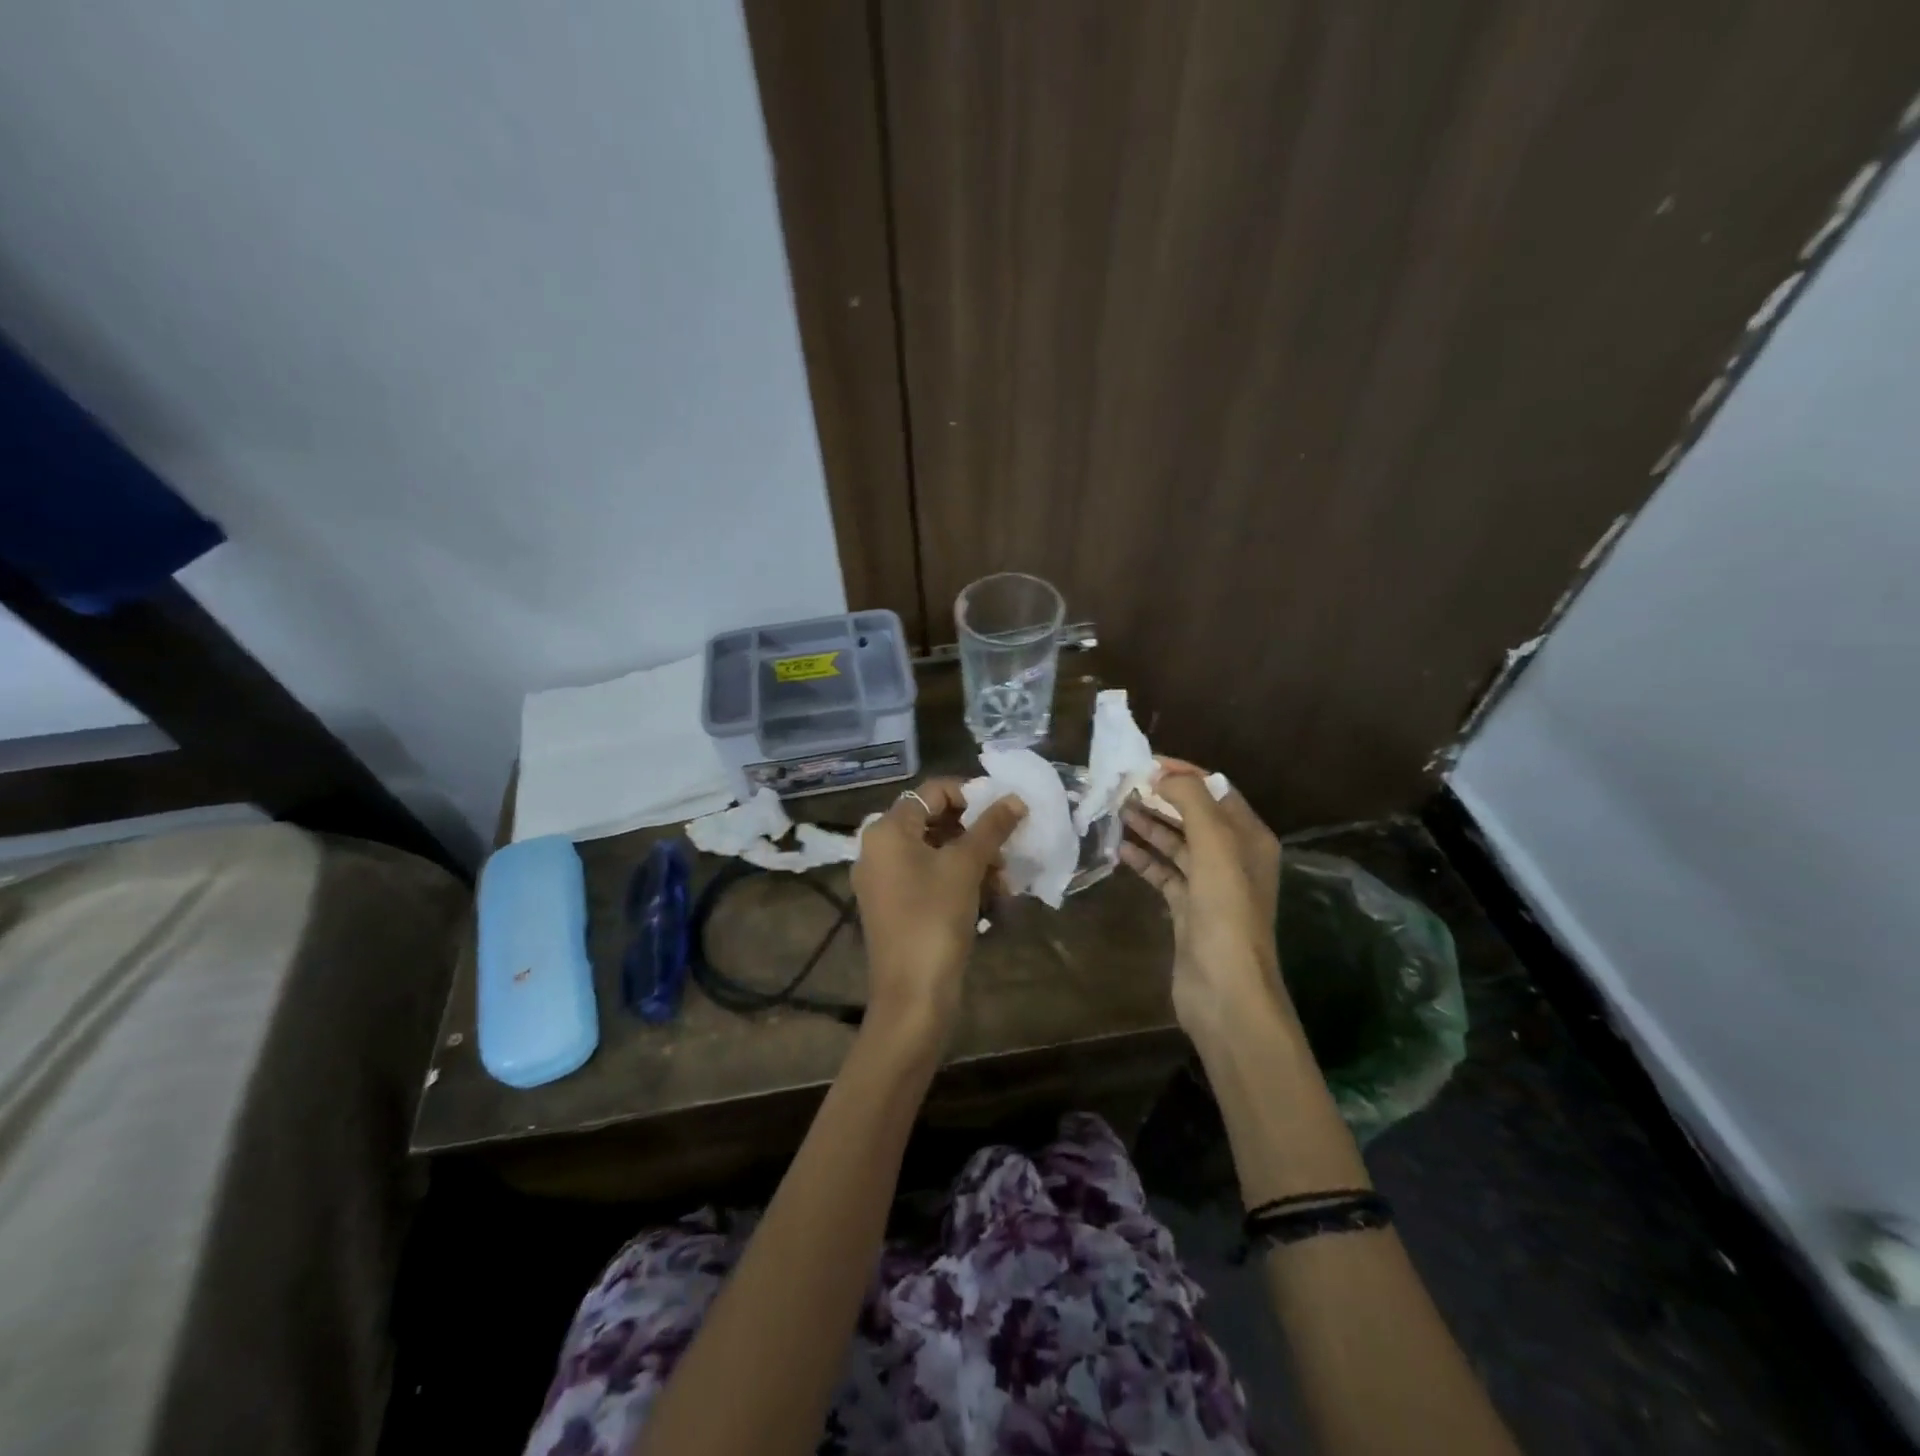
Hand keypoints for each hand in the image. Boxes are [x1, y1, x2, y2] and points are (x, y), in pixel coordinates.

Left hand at [852, 778, 1026, 1053]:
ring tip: (1004, 879)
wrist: (911, 994)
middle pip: (934, 820)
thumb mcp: (966, 867)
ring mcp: (884, 879)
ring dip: (973, 858)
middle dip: (976, 832)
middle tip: (1007, 847)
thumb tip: (1015, 798)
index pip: (932, 791)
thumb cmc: (935, 918)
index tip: (1004, 811)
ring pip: (936, 851)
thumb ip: (991, 827)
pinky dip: (959, 879)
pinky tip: (991, 897)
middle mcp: (878, 848)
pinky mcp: (895, 905)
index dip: (971, 794)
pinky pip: (929, 877)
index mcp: (887, 830)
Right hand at [1120, 760, 1286, 1042]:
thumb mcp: (1214, 845)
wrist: (1225, 990)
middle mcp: (1233, 857)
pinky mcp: (1187, 909)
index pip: (1215, 789)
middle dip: (1161, 797)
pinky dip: (1144, 859)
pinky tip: (1119, 849)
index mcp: (1249, 837)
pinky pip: (1164, 873)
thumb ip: (1191, 801)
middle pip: (1193, 815)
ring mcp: (1210, 885)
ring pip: (1176, 843)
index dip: (1182, 772)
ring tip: (1115, 809)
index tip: (1144, 762)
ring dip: (1149, 825)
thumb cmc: (1225, 912)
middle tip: (1121, 785)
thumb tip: (1164, 775)